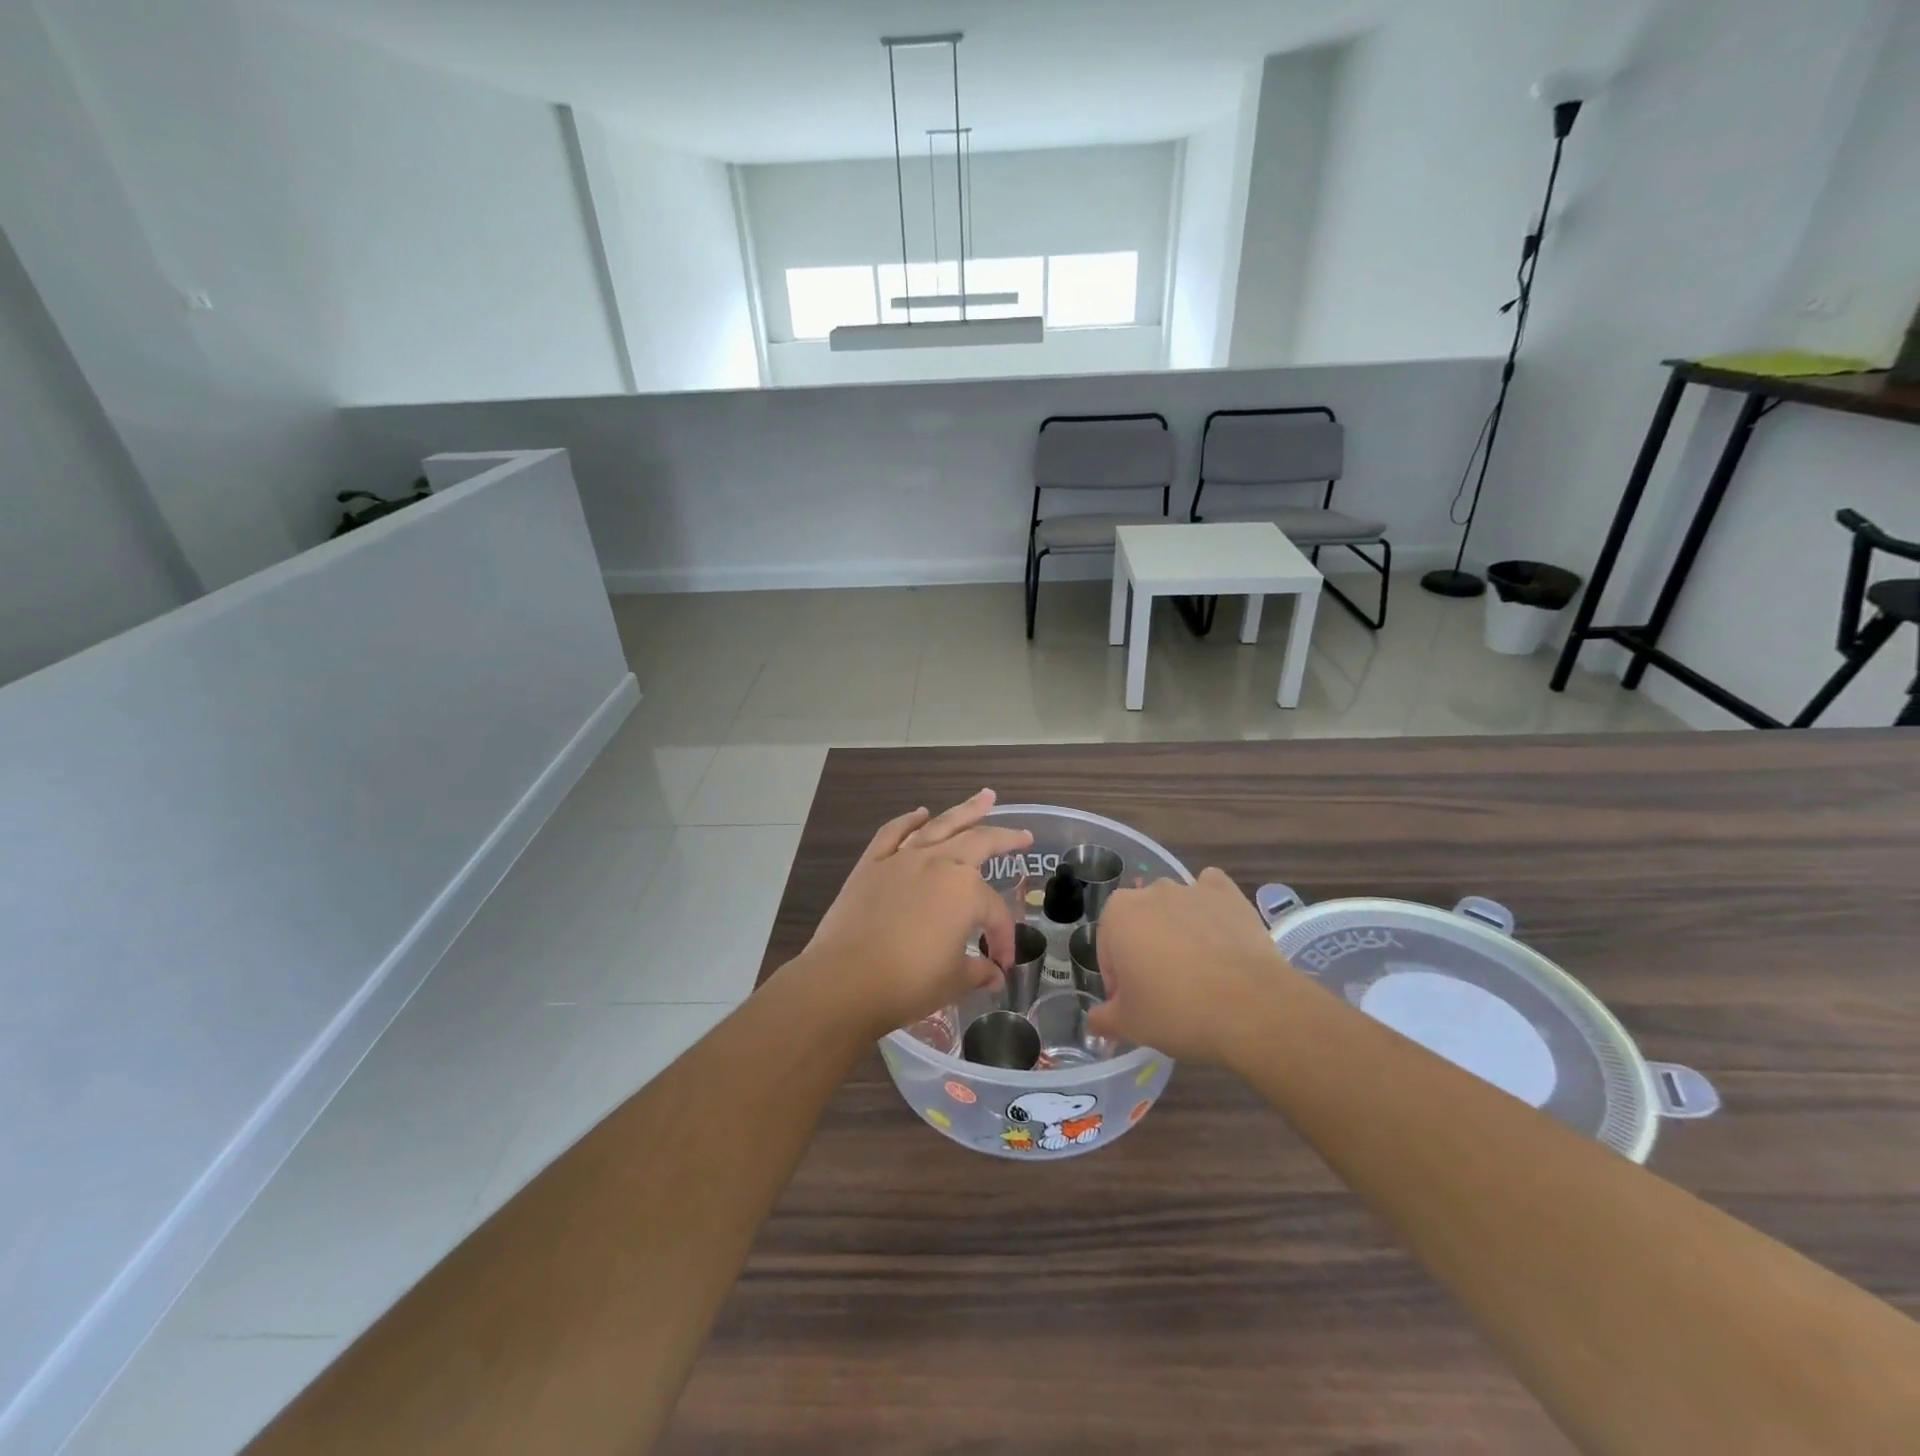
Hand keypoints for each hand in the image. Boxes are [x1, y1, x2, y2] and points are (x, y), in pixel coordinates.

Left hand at [799, 790, 1032, 1038]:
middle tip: (1023, 834)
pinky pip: (894, 833)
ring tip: (986, 796)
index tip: (1001, 963)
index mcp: (966, 892)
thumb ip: (978, 971)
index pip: (995, 913)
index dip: (1003, 939)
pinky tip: (920, 814)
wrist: (845, 980)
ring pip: (940, 826)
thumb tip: (993, 974)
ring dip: (966, 810)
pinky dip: (909, 821)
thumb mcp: (954, 981)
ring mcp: (902, 859)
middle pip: (979, 843)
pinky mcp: (871, 864)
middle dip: (1005, 838)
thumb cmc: (907, 983)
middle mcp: (938, 864)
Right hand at [1086, 868, 1292, 1062]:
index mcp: (1118, 915)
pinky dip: (1210, 907)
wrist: (1252, 1008)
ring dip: (1177, 932)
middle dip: (1145, 952)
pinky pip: (1210, 892)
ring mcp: (1191, 889)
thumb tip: (1095, 1020)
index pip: (1108, 951)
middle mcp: (1151, 892)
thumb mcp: (1129, 1025)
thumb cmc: (1177, 1012)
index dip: (1119, 983)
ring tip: (1199, 972)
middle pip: (1139, 925)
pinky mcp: (1229, 894)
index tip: (1135, 1007)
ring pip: (1174, 908)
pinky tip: (1218, 934)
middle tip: (1164, 993)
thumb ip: (1103, 1018)